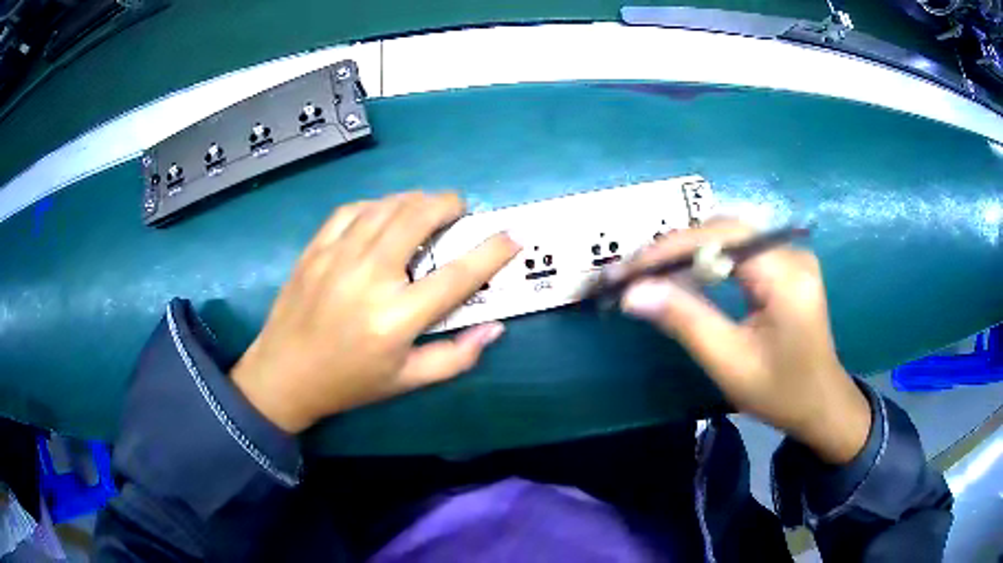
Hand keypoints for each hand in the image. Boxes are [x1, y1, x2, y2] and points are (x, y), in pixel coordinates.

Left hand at [231, 192, 519, 433]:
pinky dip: (375, 204)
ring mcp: (337, 257)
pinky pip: (350, 210)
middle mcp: (369, 277)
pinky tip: (382, 213)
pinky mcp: (315, 249)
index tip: (512, 236)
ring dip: (414, 200)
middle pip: (417, 219)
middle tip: (459, 209)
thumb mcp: (406, 381)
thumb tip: (494, 329)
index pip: (456, 276)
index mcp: (396, 318)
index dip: (491, 252)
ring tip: (426, 207)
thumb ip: (455, 357)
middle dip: (448, 204)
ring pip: (385, 207)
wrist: (284, 374)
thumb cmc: (348, 382)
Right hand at [618, 220, 870, 463]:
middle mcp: (790, 253)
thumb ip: (685, 321)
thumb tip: (633, 293)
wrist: (821, 406)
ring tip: (651, 273)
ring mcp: (791, 256)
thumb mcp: (730, 362)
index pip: (719, 238)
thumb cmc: (781, 393)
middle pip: (723, 230)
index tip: (626, 269)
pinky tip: (687, 275)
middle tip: (633, 273)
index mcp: (785, 274)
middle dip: (674, 248)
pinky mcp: (787, 266)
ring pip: (729, 236)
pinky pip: (740, 250)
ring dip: (688, 251)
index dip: (669, 249)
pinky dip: (708, 260)